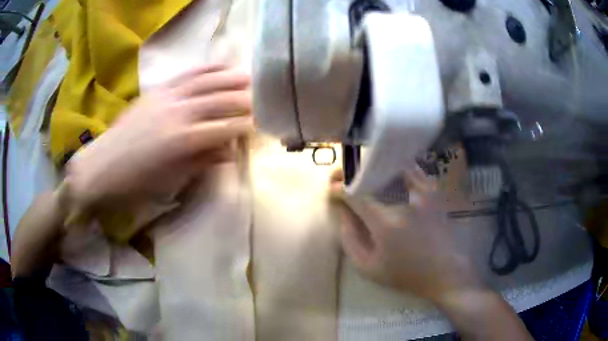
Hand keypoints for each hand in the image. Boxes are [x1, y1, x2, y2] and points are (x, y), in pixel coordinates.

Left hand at [65, 64, 252, 211]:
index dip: (247, 126)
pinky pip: (187, 74)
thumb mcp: (172, 180)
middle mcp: (179, 113)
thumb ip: (202, 161)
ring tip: (249, 78)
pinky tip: (221, 65)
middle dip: (246, 100)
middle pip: (221, 100)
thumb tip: (229, 151)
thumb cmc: (136, 184)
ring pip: (207, 81)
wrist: (101, 169)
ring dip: (231, 78)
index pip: (225, 128)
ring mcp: (167, 97)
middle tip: (264, 101)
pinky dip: (207, 68)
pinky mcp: (157, 90)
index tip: (262, 125)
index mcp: (184, 141)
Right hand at [329, 167, 483, 302]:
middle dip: (353, 171)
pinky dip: (396, 168)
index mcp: (386, 222)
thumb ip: (349, 239)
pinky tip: (389, 176)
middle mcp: (405, 200)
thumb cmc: (404, 274)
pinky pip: (411, 169)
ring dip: (374, 166)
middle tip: (342, 176)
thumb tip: (343, 212)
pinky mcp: (433, 191)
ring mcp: (422, 191)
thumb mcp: (368, 268)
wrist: (443, 272)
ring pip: (393, 164)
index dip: (340, 187)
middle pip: (373, 172)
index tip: (332, 188)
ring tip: (364, 173)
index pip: (356, 193)